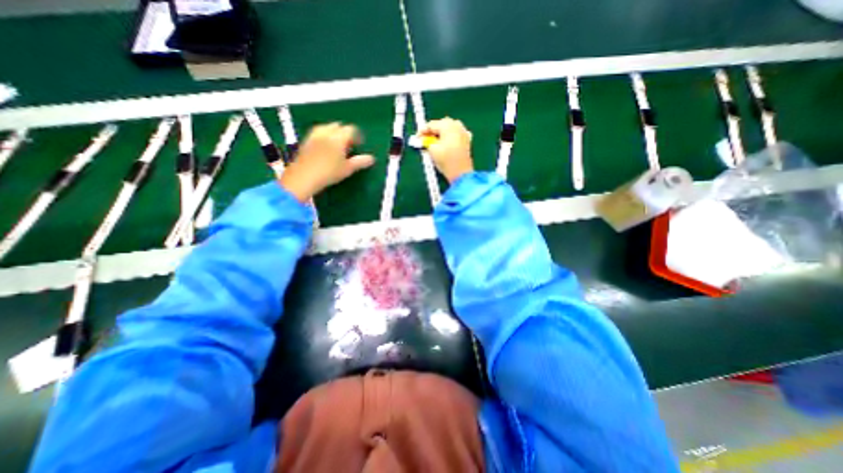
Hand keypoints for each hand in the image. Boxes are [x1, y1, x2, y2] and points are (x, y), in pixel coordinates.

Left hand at [279, 122, 375, 201]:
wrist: (303, 177)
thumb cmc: (329, 172)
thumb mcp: (347, 169)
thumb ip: (360, 162)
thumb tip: (371, 158)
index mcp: (338, 137)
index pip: (351, 129)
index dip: (357, 136)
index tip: (359, 144)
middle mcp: (326, 132)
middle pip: (338, 125)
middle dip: (345, 132)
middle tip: (349, 145)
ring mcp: (314, 135)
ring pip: (326, 127)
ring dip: (333, 133)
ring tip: (337, 145)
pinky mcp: (305, 141)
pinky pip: (317, 133)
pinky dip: (323, 137)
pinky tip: (325, 148)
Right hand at [419, 117, 473, 183]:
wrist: (460, 173)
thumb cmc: (445, 160)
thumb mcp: (432, 150)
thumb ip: (426, 141)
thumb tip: (423, 139)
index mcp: (447, 125)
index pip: (431, 124)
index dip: (422, 131)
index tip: (417, 138)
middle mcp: (457, 125)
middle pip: (441, 125)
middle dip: (432, 132)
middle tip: (425, 140)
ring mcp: (463, 132)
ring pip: (449, 129)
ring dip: (441, 134)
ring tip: (434, 143)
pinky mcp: (467, 140)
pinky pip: (455, 135)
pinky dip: (449, 137)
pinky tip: (445, 144)